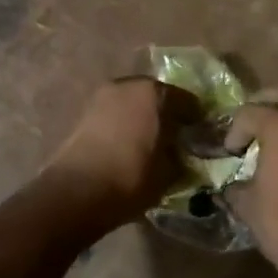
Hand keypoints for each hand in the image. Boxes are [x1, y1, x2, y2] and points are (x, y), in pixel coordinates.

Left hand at [41, 77, 194, 234]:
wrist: (76, 192)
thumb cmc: (131, 178)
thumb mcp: (168, 173)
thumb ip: (180, 157)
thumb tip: (183, 153)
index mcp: (157, 93)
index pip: (188, 102)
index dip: (197, 119)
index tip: (201, 135)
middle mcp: (130, 85)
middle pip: (158, 96)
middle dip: (168, 113)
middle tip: (175, 135)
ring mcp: (104, 95)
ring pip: (134, 102)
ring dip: (143, 116)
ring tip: (150, 141)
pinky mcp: (85, 111)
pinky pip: (115, 112)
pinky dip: (124, 123)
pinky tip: (128, 144)